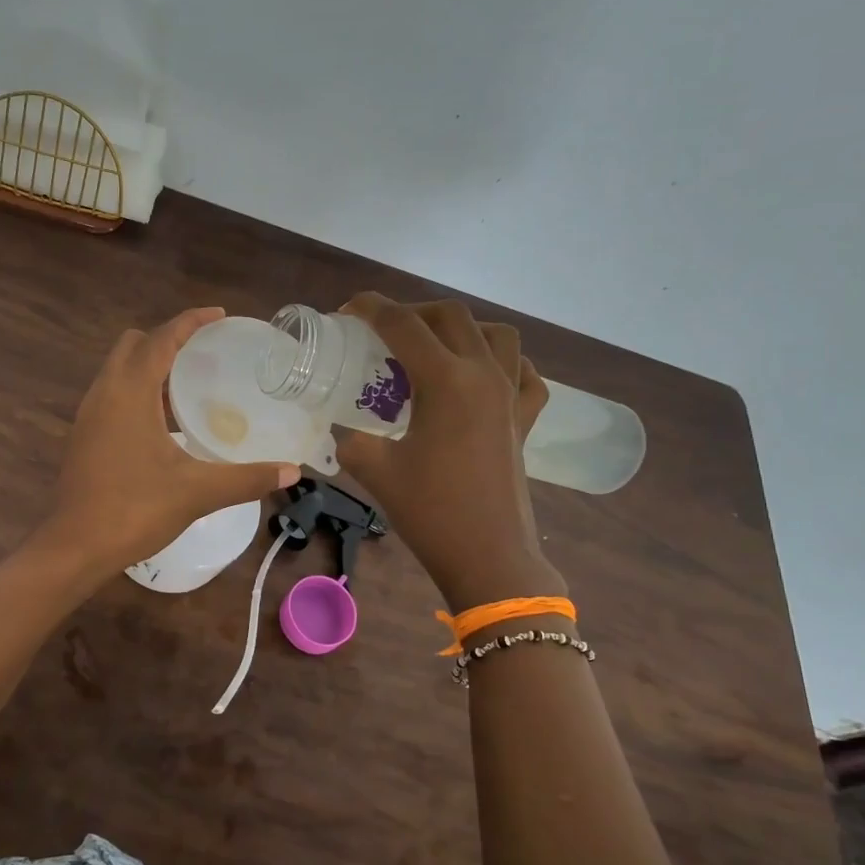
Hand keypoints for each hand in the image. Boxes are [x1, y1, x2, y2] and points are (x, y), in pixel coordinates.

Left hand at [46, 308, 298, 573]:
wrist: (76, 547)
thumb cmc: (134, 510)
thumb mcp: (197, 492)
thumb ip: (246, 478)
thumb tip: (292, 473)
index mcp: (129, 392)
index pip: (161, 339)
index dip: (190, 321)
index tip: (220, 316)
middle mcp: (103, 393)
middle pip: (133, 345)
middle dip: (166, 340)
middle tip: (203, 355)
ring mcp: (88, 415)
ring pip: (118, 370)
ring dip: (149, 367)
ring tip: (188, 386)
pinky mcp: (82, 436)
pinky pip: (111, 394)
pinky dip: (136, 391)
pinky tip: (162, 423)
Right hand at [333, 294, 566, 607]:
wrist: (489, 556)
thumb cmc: (431, 512)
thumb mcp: (375, 471)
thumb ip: (350, 440)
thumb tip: (339, 431)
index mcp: (445, 380)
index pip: (404, 324)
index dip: (371, 308)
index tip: (348, 310)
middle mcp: (483, 375)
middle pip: (451, 316)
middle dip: (413, 312)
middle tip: (384, 333)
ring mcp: (511, 396)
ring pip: (496, 335)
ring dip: (462, 329)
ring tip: (434, 348)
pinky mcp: (525, 421)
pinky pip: (525, 374)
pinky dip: (505, 364)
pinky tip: (484, 377)